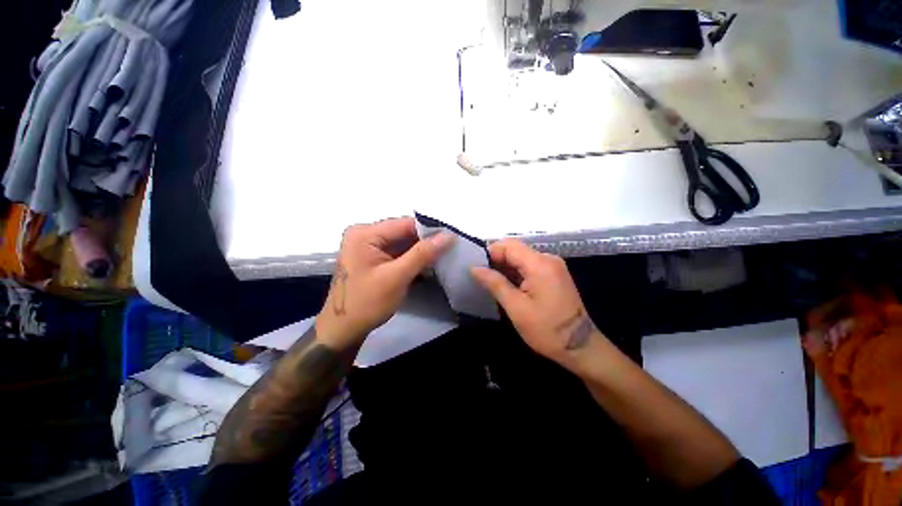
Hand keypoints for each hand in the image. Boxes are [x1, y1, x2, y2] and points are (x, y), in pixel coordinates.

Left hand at [316, 217, 454, 350]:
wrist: (343, 330)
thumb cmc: (367, 303)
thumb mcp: (397, 277)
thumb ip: (423, 254)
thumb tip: (449, 235)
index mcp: (365, 233)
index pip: (405, 224)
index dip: (430, 230)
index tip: (452, 238)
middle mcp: (365, 233)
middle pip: (404, 232)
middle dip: (426, 241)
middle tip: (450, 249)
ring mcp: (368, 245)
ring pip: (403, 242)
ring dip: (421, 251)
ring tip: (443, 256)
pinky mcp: (373, 257)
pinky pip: (397, 252)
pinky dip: (412, 258)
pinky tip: (427, 265)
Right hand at [471, 239, 603, 367]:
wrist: (581, 347)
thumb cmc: (547, 329)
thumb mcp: (516, 307)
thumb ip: (494, 283)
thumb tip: (474, 268)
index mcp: (540, 264)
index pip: (509, 245)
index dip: (490, 253)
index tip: (478, 269)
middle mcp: (548, 259)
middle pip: (515, 250)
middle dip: (496, 261)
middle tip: (482, 279)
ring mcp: (553, 266)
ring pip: (521, 258)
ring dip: (506, 268)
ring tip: (492, 285)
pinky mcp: (553, 275)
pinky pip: (529, 266)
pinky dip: (516, 274)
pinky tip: (508, 287)